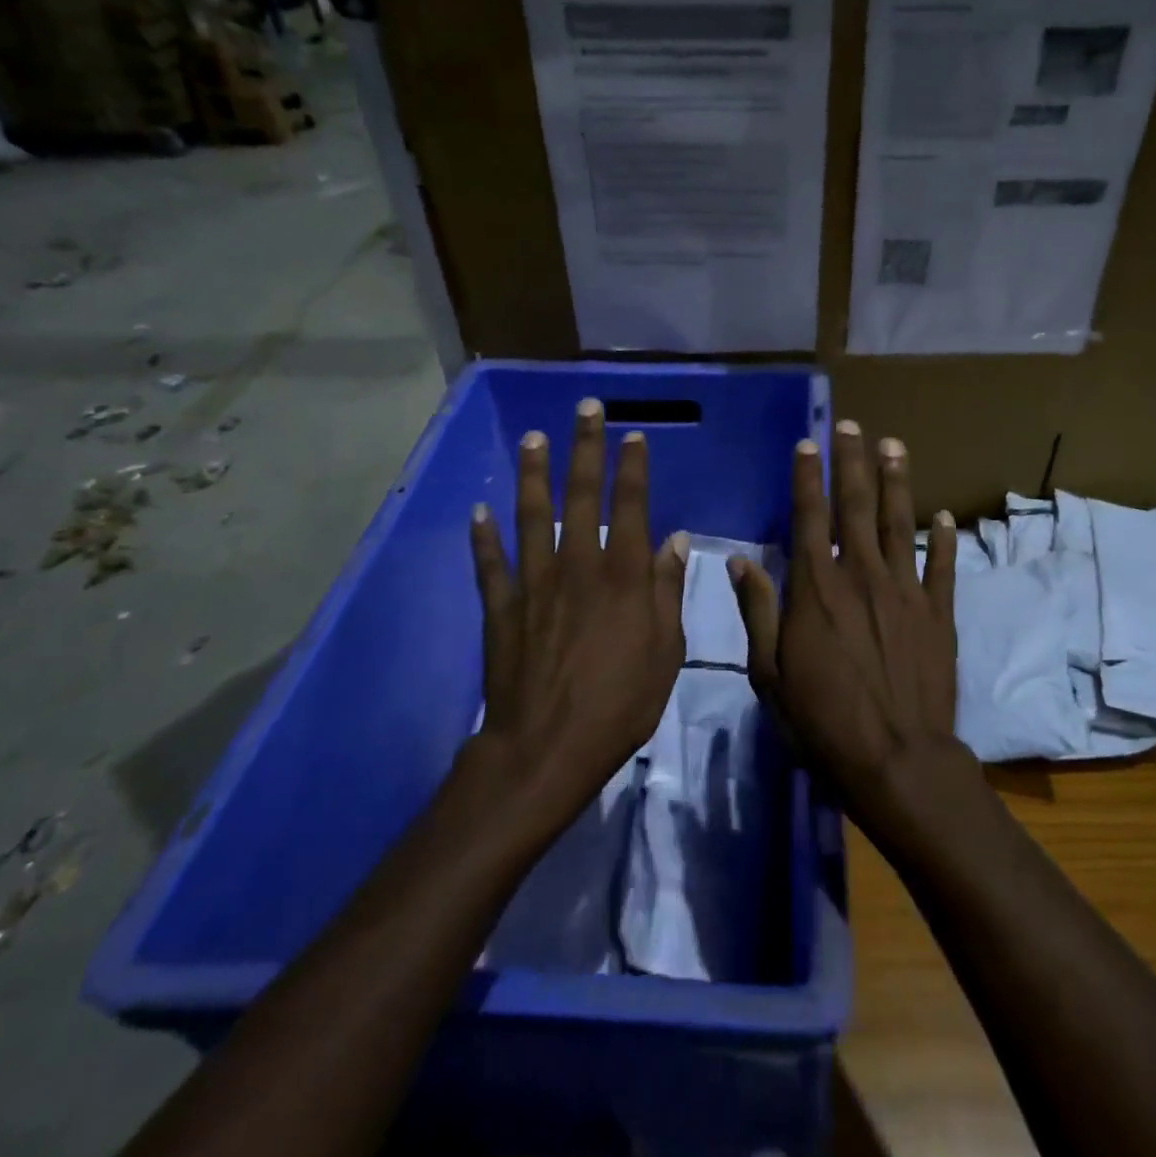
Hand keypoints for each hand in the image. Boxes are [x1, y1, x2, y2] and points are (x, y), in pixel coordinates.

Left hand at [469, 398, 689, 833]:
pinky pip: (490, 564)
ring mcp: (534, 584)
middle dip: (585, 449)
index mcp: (622, 576)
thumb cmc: (620, 703)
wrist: (548, 747)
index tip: (633, 436)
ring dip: (534, 475)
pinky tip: (480, 511)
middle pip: (582, 496)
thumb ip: (667, 590)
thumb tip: (675, 539)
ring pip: (532, 516)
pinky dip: (483, 536)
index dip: (633, 467)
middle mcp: (577, 566)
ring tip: (534, 439)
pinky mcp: (501, 608)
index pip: (630, 506)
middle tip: (585, 409)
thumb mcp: (666, 651)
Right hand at [728, 419, 966, 824]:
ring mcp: (905, 591)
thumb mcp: (769, 673)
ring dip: (897, 482)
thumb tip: (739, 561)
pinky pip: (943, 566)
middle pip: (856, 507)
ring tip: (895, 447)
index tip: (807, 444)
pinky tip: (942, 516)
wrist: (896, 759)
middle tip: (853, 426)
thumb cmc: (822, 721)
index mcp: (816, 588)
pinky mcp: (938, 613)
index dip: (807, 478)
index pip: (809, 518)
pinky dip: (944, 539)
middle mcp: (861, 576)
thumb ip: (757, 611)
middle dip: (852, 462)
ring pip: (900, 523)